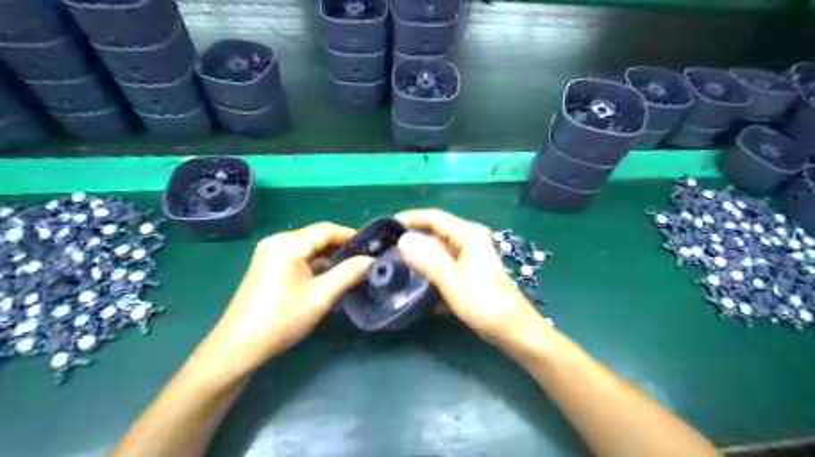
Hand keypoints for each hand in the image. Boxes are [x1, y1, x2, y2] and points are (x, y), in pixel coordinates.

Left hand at [192, 224, 371, 380]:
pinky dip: (315, 262)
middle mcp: (277, 241)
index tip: (372, 246)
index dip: (351, 235)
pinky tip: (329, 273)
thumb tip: (371, 260)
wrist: (240, 346)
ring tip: (352, 266)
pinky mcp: (267, 264)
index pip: (327, 230)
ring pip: (308, 246)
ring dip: (329, 254)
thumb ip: (348, 273)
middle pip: (316, 236)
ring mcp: (269, 252)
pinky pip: (297, 255)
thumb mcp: (321, 296)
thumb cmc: (282, 319)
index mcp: (288, 244)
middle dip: (341, 245)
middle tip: (365, 257)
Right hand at [396, 211, 546, 345]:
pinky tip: (413, 279)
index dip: (409, 218)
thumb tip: (402, 240)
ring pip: (436, 250)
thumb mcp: (453, 282)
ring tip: (392, 264)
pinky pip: (441, 263)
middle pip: (434, 232)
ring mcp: (467, 255)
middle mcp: (468, 240)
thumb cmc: (484, 304)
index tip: (385, 227)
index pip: (433, 217)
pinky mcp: (466, 270)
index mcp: (468, 235)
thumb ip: (428, 259)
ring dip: (417, 257)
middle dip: (410, 240)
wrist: (511, 329)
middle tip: (384, 249)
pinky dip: (428, 269)